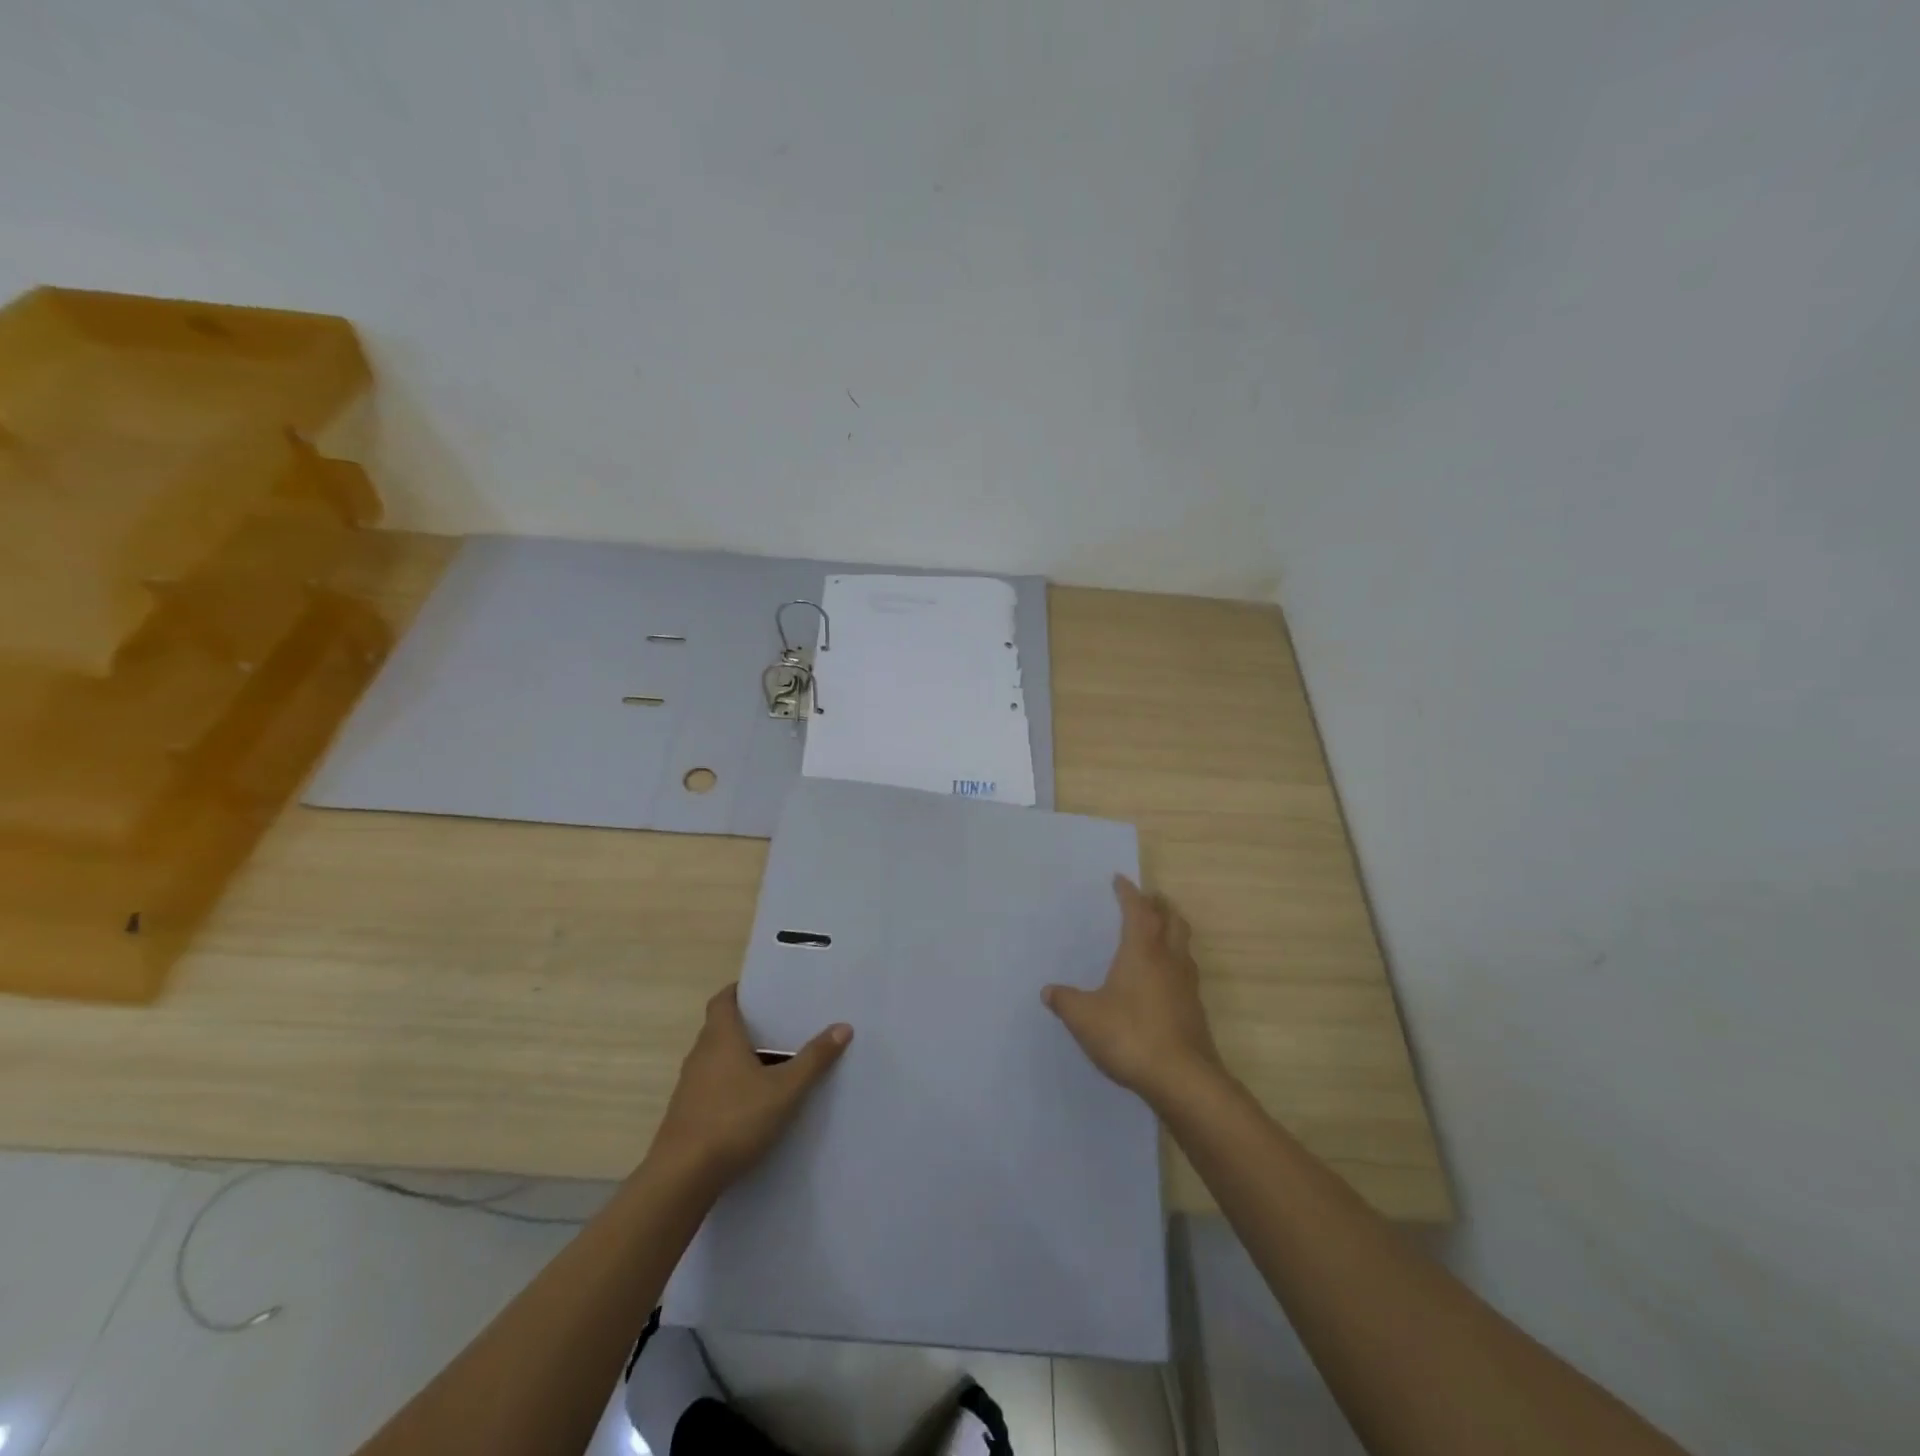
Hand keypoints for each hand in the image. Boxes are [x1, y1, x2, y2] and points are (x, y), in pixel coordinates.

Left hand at [650, 985, 851, 1189]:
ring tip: (776, 1062)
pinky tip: (756, 1102)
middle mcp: (701, 1054)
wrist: (682, 1178)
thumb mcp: (785, 1090)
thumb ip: (814, 1059)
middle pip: (722, 1027)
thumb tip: (843, 1026)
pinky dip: (733, 1084)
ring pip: (718, 1059)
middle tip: (783, 1024)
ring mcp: (690, 1085)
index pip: (724, 999)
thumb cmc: (734, 1120)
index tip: (765, 991)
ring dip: (742, 1057)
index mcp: (720, 1037)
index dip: (741, 990)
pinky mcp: (687, 1113)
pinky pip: (713, 1085)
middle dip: (750, 1025)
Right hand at [1044, 876, 1223, 1110]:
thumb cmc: (1130, 1036)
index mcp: (1141, 951)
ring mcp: (1186, 985)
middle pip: (1171, 920)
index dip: (1128, 893)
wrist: (1183, 1079)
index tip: (1120, 880)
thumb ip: (1066, 1001)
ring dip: (1172, 930)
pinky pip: (1186, 971)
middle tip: (1149, 898)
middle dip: (1159, 905)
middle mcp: (1168, 959)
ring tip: (1159, 932)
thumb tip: (1048, 992)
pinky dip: (1176, 961)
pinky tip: (1163, 979)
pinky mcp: (1195, 1009)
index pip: (1137, 910)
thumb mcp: (1085, 1018)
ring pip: (1184, 944)